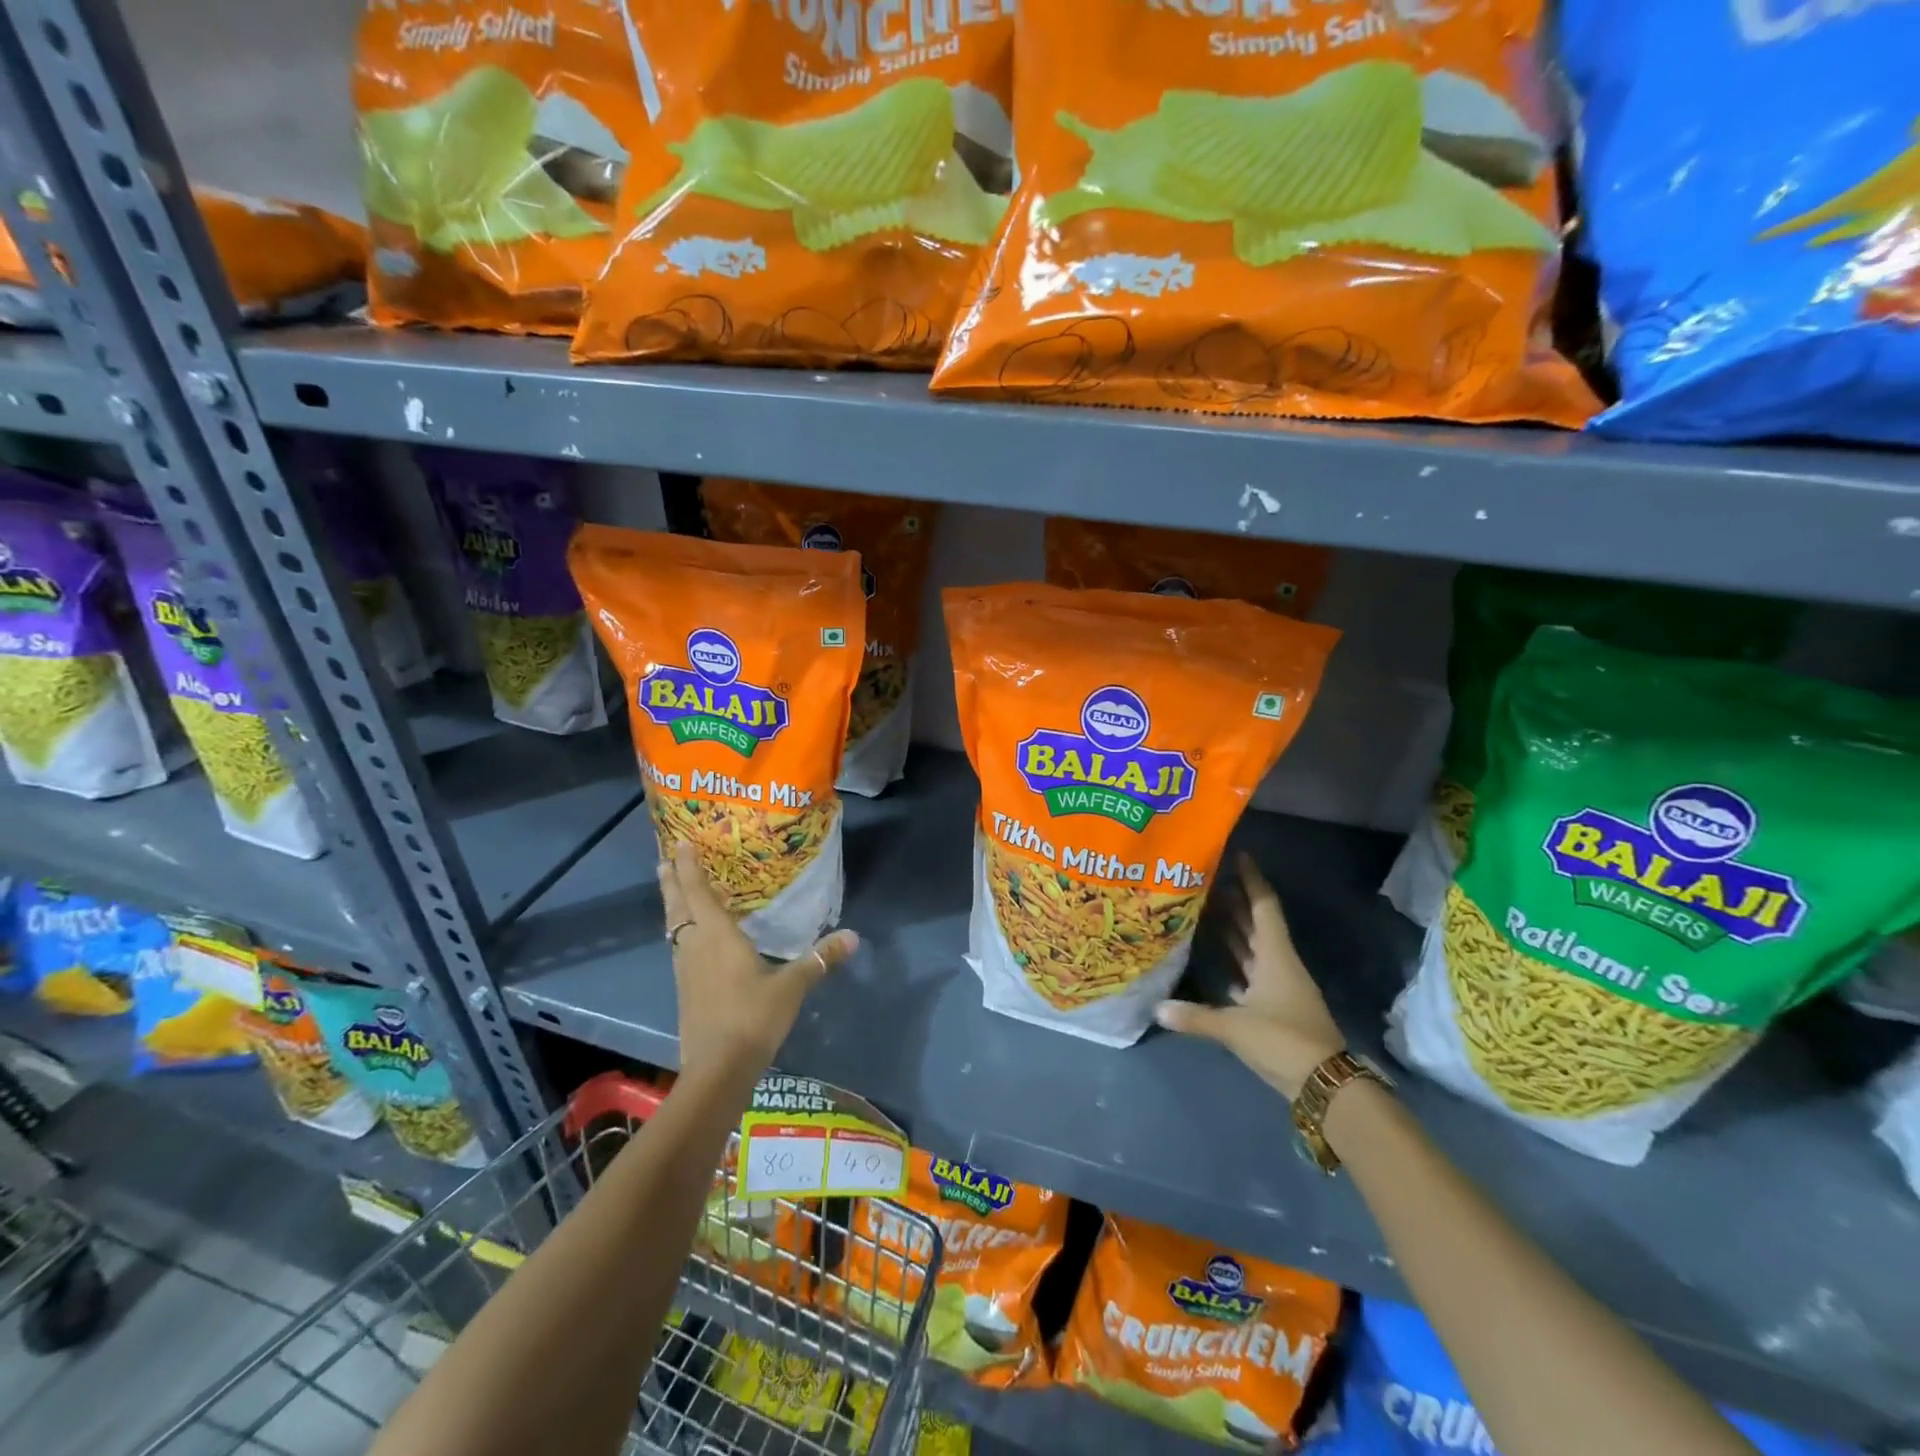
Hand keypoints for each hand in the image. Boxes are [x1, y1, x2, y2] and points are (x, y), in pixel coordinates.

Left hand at [660, 841, 858, 1078]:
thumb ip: (820, 959)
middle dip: (672, 881)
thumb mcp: (792, 986)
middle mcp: (695, 946)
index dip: (688, 866)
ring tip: (673, 891)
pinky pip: (679, 947)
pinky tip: (690, 938)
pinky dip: (680, 930)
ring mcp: (686, 970)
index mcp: (717, 936)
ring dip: (673, 905)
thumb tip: (853, 936)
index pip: (698, 891)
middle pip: (678, 906)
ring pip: (675, 927)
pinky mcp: (685, 990)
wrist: (717, 1069)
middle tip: (665, 859)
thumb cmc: (752, 1017)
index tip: (680, 843)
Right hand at [1154, 852, 1345, 1098]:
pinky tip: (1215, 957)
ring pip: (1252, 948)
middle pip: (1255, 924)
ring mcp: (1278, 987)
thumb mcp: (1237, 1027)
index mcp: (1276, 956)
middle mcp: (1278, 964)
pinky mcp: (1274, 1008)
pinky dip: (1234, 961)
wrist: (1326, 1085)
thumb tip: (1157, 1008)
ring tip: (1206, 907)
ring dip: (1233, 929)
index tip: (1238, 855)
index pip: (1263, 907)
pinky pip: (1249, 973)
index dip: (1252, 881)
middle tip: (1207, 879)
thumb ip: (1196, 1017)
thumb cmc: (1284, 1040)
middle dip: (1234, 901)